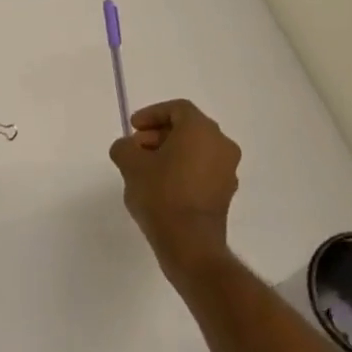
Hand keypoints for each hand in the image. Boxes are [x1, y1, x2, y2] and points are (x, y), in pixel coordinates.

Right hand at [109, 99, 240, 275]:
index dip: (152, 114)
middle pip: (188, 128)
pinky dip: (183, 169)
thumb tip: (128, 147)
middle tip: (136, 148)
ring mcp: (227, 169)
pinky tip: (161, 186)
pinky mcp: (225, 192)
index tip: (133, 128)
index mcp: (201, 130)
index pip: (177, 109)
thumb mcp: (131, 165)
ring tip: (145, 169)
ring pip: (196, 150)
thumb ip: (125, 147)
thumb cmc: (161, 195)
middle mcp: (221, 144)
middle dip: (159, 134)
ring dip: (170, 152)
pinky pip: (202, 169)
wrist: (189, 242)